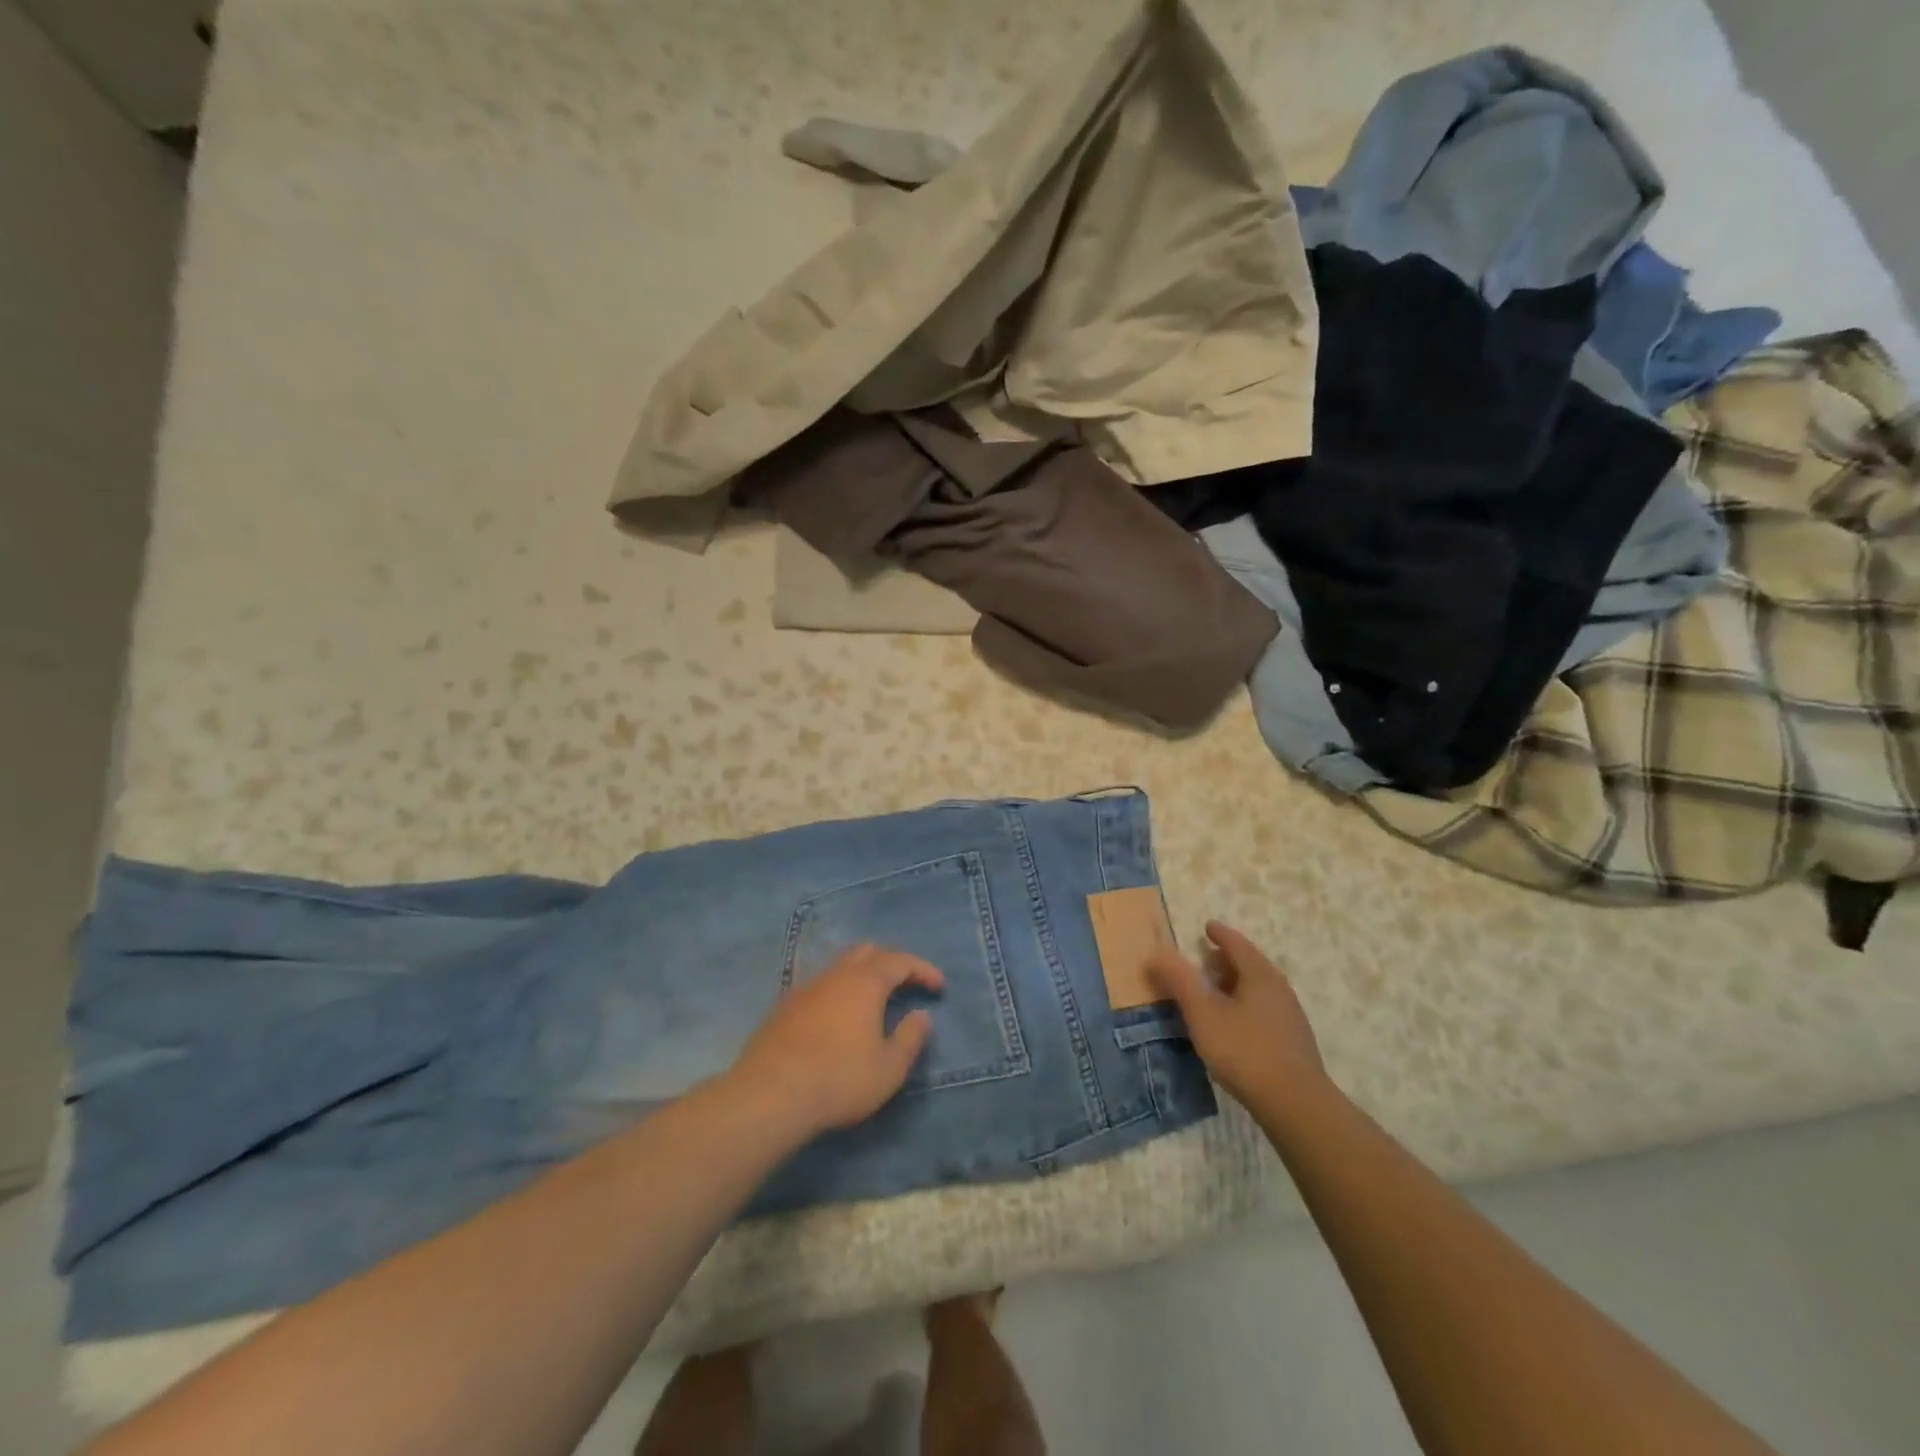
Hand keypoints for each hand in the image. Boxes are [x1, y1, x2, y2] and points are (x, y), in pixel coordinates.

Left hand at [727, 945, 944, 1137]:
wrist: (769, 1095)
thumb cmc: (839, 1079)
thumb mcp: (889, 1068)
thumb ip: (910, 1038)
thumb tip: (921, 1015)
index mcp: (865, 982)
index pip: (900, 960)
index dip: (923, 969)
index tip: (939, 986)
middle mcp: (836, 975)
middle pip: (868, 952)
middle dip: (891, 962)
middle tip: (907, 985)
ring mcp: (806, 988)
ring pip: (840, 967)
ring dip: (863, 976)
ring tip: (874, 1002)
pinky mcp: (784, 1007)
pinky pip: (820, 986)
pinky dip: (839, 992)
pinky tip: (839, 1018)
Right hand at [1148, 921, 1326, 1108]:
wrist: (1296, 1104)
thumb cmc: (1244, 1050)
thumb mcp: (1203, 1014)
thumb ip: (1179, 981)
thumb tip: (1156, 954)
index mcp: (1259, 975)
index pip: (1237, 944)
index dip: (1220, 934)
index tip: (1207, 927)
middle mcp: (1279, 989)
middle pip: (1251, 964)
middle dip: (1227, 959)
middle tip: (1205, 958)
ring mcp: (1289, 1016)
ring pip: (1259, 988)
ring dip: (1236, 983)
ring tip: (1215, 990)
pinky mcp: (1292, 1041)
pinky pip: (1264, 1008)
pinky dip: (1245, 1003)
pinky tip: (1234, 1023)